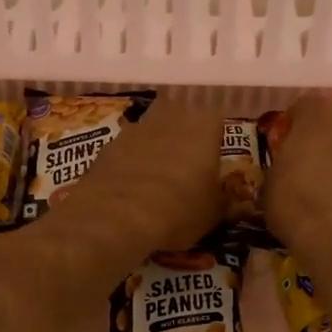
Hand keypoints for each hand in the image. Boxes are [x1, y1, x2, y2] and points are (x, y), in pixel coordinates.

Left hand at [55, 98, 224, 250]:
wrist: (118, 216)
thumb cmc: (180, 209)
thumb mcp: (213, 213)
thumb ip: (221, 198)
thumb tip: (224, 198)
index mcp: (204, 125)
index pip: (217, 120)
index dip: (215, 140)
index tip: (213, 161)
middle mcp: (170, 116)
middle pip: (180, 115)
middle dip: (183, 134)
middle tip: (185, 165)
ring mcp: (135, 128)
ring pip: (150, 130)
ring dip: (154, 146)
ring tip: (156, 178)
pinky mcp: (106, 145)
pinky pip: (126, 149)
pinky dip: (130, 162)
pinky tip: (130, 187)